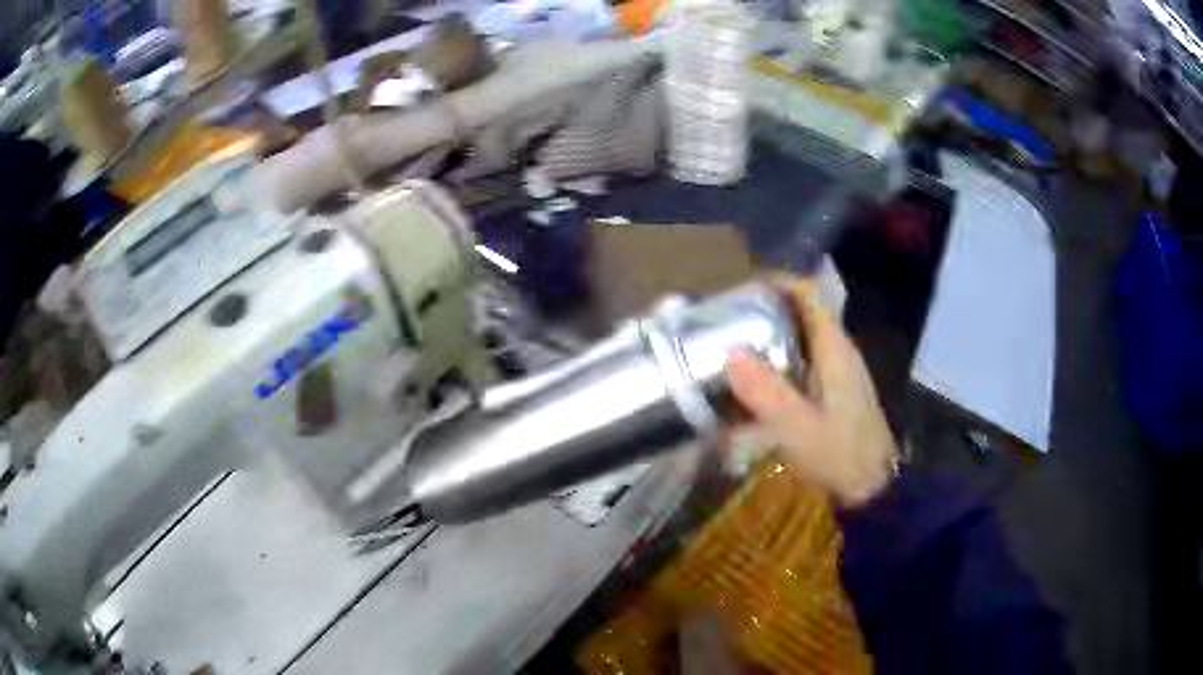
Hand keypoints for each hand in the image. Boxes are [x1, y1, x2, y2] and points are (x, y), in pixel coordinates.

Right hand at [725, 277, 897, 508]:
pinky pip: (799, 363)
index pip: (806, 295)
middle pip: (798, 313)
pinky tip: (752, 387)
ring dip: (766, 339)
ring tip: (727, 352)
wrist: (873, 489)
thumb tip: (730, 352)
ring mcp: (837, 371)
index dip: (773, 284)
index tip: (735, 294)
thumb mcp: (798, 428)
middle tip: (720, 326)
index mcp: (834, 348)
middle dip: (761, 312)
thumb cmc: (840, 455)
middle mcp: (837, 350)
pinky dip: (774, 364)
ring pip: (797, 339)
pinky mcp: (832, 391)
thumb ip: (767, 393)